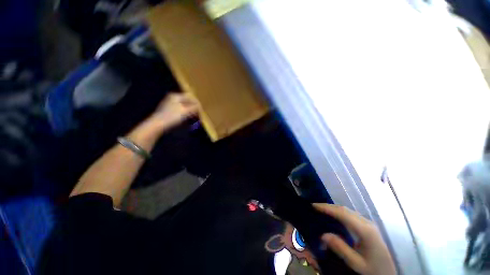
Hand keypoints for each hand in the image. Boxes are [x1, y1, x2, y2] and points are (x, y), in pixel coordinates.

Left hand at [150, 93, 199, 129]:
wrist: (158, 124)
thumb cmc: (172, 116)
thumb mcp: (185, 111)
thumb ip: (194, 107)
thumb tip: (200, 106)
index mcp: (176, 96)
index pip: (190, 97)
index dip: (197, 103)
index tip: (201, 109)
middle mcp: (172, 98)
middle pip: (187, 101)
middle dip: (194, 107)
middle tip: (199, 113)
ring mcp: (170, 104)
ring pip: (184, 106)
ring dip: (190, 111)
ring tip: (195, 116)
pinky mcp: (169, 111)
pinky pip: (180, 110)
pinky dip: (185, 113)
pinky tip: (187, 118)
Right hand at [313, 203, 395, 274]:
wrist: (388, 272)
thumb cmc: (373, 269)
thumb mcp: (356, 263)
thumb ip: (340, 248)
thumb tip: (323, 235)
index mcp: (365, 231)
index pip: (342, 214)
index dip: (327, 208)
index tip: (314, 206)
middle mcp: (367, 223)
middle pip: (345, 210)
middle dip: (328, 206)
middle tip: (314, 206)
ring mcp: (368, 223)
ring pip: (347, 210)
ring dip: (333, 208)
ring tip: (321, 209)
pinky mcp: (367, 226)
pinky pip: (350, 214)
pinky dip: (339, 212)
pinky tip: (333, 215)